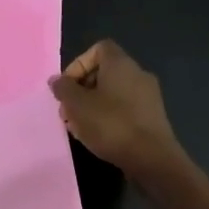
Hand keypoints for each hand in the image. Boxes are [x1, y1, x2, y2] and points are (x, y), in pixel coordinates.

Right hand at [48, 40, 185, 181]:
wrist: (151, 158)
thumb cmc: (110, 124)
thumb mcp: (76, 105)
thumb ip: (63, 88)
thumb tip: (57, 80)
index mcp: (120, 64)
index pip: (98, 49)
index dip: (78, 64)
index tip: (68, 87)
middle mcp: (137, 74)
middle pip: (103, 72)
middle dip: (81, 90)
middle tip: (68, 111)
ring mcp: (148, 96)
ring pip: (112, 93)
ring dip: (91, 106)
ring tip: (79, 127)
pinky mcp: (151, 117)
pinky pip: (124, 108)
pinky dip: (108, 117)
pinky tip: (97, 136)